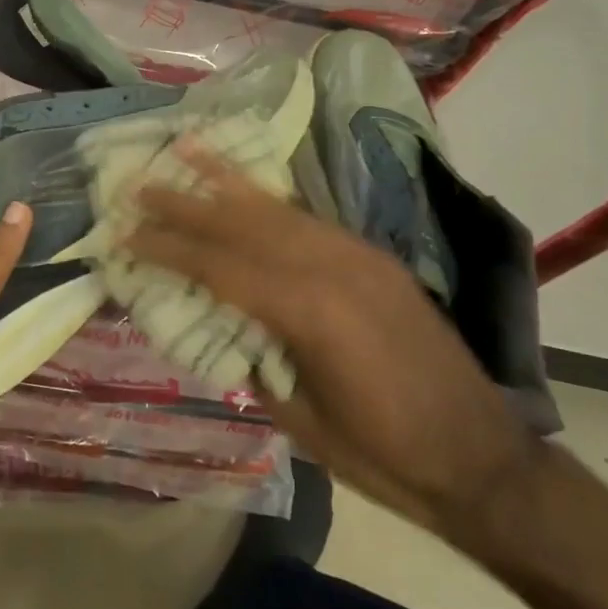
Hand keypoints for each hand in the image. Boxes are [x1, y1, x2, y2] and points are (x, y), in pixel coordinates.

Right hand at [128, 156, 534, 537]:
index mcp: (310, 312)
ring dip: (227, 182)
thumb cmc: (382, 456)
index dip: (169, 250)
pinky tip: (248, 190)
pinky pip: (310, 220)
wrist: (480, 458)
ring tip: (186, 150)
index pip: (221, 268)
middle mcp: (334, 267)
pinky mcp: (374, 258)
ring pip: (279, 210)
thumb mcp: (300, 417)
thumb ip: (255, 356)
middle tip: (140, 185)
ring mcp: (359, 256)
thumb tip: (219, 319)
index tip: (127, 234)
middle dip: (187, 204)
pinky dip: (271, 201)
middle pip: (244, 226)